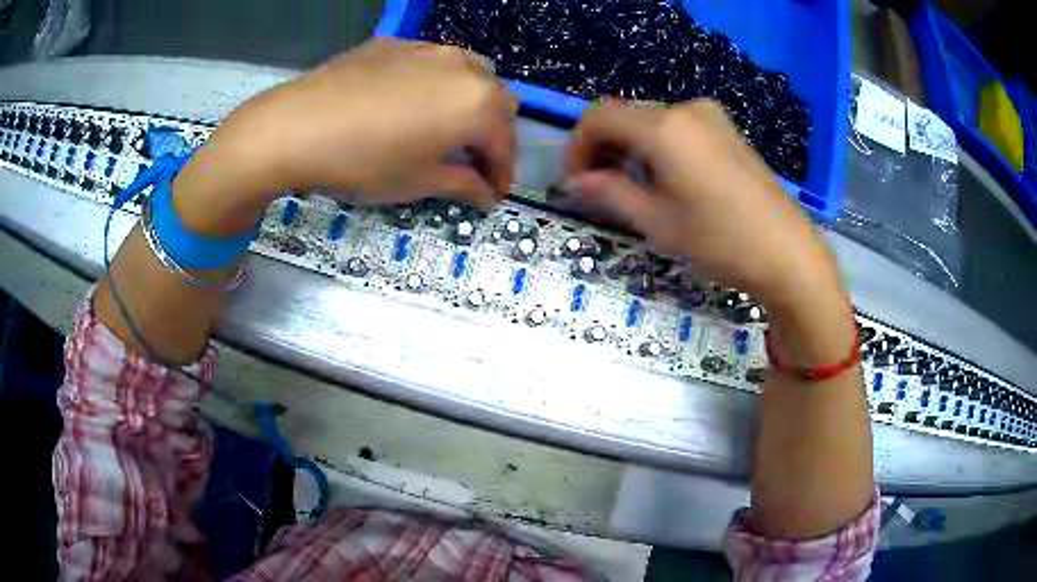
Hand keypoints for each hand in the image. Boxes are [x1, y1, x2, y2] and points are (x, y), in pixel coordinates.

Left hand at [173, 39, 518, 235]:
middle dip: (492, 134)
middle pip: (497, 101)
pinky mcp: (394, 44)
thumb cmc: (364, 161)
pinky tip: (408, 102)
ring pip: (469, 73)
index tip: (492, 195)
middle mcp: (463, 67)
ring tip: (446, 127)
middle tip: (471, 161)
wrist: (295, 126)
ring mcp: (427, 49)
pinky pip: (431, 62)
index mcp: (478, 104)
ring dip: (469, 103)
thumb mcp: (418, 182)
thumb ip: (462, 185)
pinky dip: (435, 84)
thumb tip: (486, 195)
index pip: (506, 143)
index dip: (502, 173)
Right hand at [563, 99, 840, 308]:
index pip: (597, 117)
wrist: (788, 254)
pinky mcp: (728, 130)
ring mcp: (711, 117)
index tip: (577, 184)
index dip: (578, 147)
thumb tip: (575, 182)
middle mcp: (686, 109)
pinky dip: (659, 147)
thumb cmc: (721, 241)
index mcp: (664, 127)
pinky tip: (669, 181)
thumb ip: (610, 193)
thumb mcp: (658, 222)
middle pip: (624, 115)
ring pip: (651, 122)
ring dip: (631, 149)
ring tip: (637, 191)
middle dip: (604, 149)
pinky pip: (678, 128)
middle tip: (602, 192)